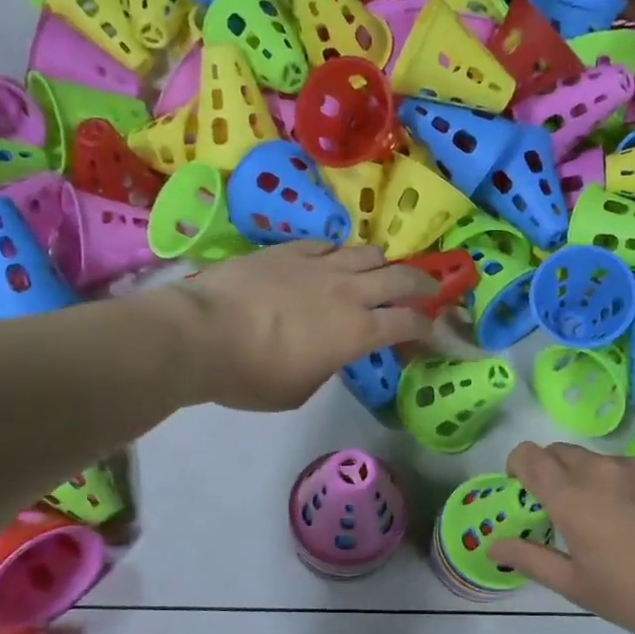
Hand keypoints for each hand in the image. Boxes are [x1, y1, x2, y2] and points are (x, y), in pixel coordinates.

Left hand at [173, 242, 437, 410]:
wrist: (202, 335)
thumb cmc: (253, 376)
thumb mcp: (301, 389)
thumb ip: (327, 365)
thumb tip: (329, 351)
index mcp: (357, 332)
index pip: (409, 323)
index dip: (428, 329)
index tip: (432, 334)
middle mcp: (348, 292)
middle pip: (401, 278)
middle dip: (422, 285)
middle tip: (428, 292)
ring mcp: (319, 265)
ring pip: (367, 252)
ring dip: (380, 265)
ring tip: (376, 274)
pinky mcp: (289, 249)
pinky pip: (327, 244)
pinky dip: (339, 255)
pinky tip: (330, 262)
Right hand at [488, 441, 634, 633]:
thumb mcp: (578, 587)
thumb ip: (530, 559)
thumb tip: (493, 543)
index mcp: (570, 496)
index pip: (528, 455)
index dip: (517, 466)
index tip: (522, 490)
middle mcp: (601, 469)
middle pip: (560, 452)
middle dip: (551, 473)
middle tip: (563, 512)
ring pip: (599, 460)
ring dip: (590, 480)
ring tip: (612, 522)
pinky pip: (633, 467)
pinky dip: (626, 484)